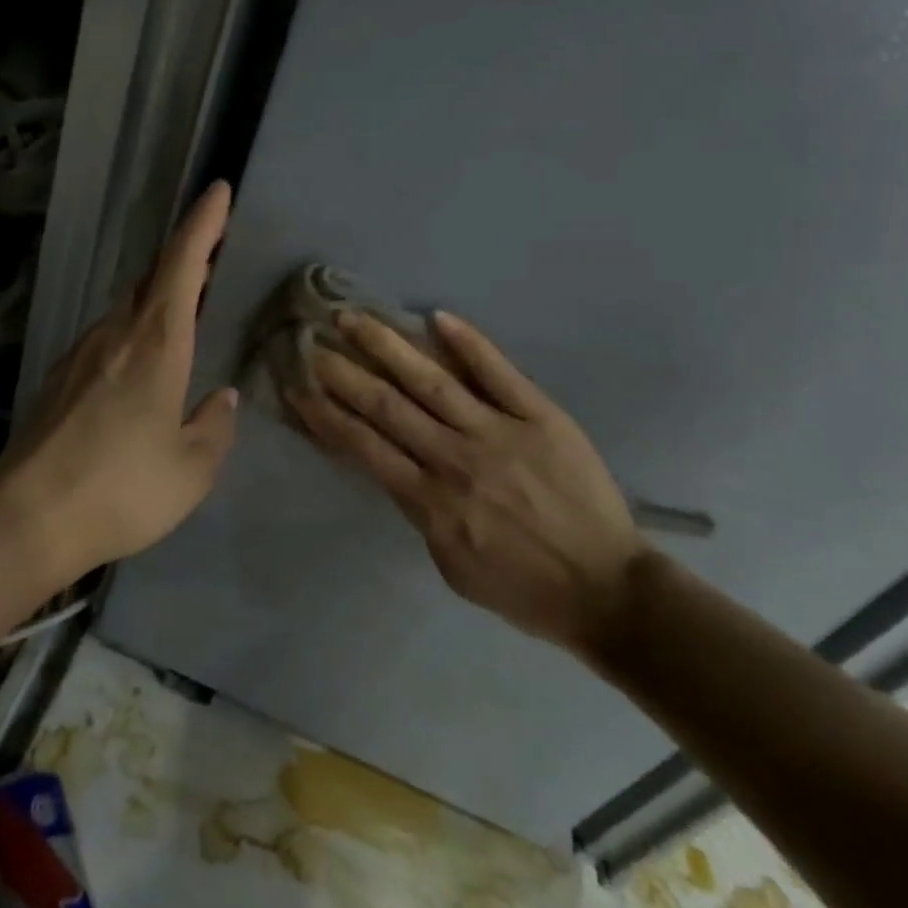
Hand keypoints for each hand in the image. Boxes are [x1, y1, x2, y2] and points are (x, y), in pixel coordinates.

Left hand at [0, 182, 239, 587]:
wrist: (26, 518)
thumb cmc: (121, 489)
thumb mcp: (191, 469)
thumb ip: (214, 427)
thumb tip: (220, 397)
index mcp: (157, 345)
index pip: (182, 265)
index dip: (203, 224)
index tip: (218, 190)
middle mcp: (117, 334)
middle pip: (152, 278)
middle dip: (184, 257)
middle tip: (211, 253)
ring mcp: (82, 352)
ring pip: (128, 307)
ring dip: (157, 297)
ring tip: (182, 309)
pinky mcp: (59, 377)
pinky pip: (107, 336)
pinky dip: (133, 330)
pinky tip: (138, 364)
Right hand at [288, 310, 646, 661]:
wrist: (608, 591)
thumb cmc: (522, 587)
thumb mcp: (451, 565)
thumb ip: (418, 513)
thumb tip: (394, 466)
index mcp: (431, 501)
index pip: (365, 447)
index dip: (327, 414)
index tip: (299, 386)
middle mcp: (456, 459)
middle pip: (388, 406)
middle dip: (345, 372)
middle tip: (312, 340)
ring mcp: (499, 432)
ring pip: (432, 381)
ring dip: (388, 346)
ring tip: (354, 317)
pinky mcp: (539, 416)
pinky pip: (499, 373)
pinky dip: (468, 343)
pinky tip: (436, 316)